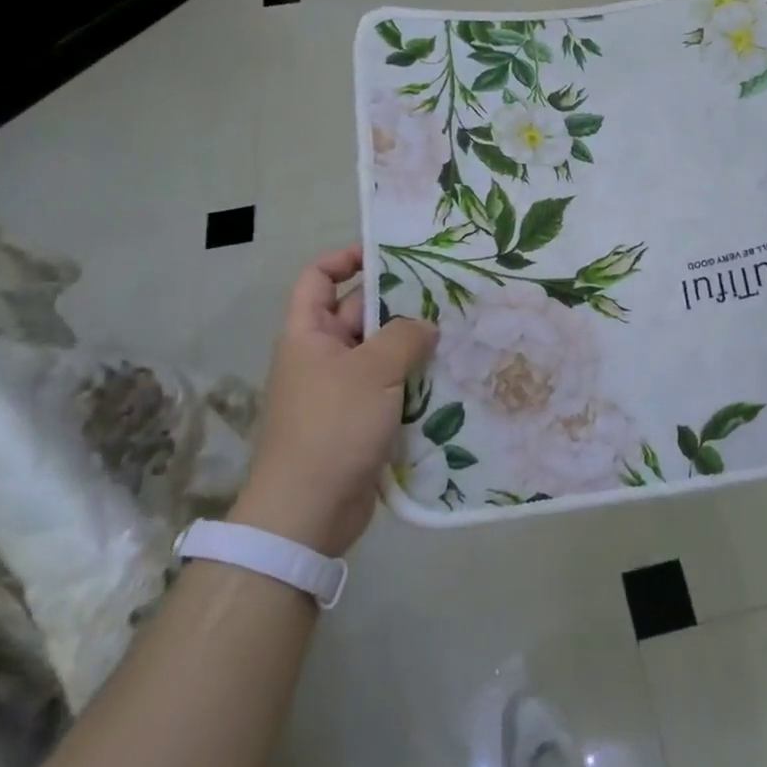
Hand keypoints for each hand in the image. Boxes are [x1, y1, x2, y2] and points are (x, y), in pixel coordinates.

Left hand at [230, 247, 436, 556]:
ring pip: (380, 354)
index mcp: (308, 334)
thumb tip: (424, 325)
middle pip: (359, 314)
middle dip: (399, 304)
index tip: (388, 254)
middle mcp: (321, 357)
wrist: (308, 512)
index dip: (346, 259)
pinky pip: (389, 389)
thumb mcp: (372, 371)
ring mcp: (341, 391)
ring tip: (458, 332)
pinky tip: (451, 378)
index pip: (318, 278)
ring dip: (413, 346)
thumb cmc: (332, 427)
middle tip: (447, 294)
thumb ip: (404, 337)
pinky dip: (414, 382)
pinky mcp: (359, 422)